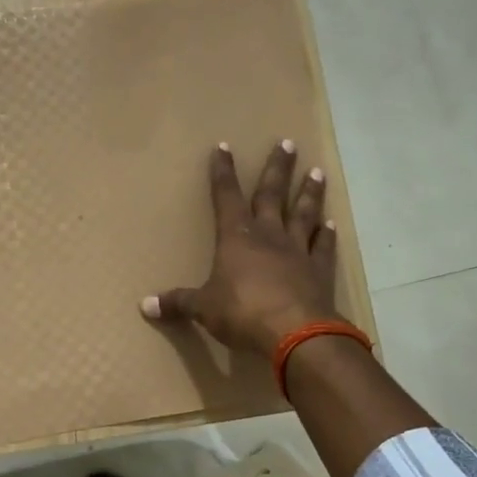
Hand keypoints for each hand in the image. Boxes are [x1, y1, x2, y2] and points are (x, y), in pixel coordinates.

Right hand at [142, 140, 342, 358]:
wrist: (296, 333)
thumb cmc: (243, 313)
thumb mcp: (203, 309)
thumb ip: (178, 303)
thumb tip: (145, 306)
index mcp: (237, 238)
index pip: (226, 197)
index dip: (223, 173)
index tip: (224, 147)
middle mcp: (269, 236)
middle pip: (272, 195)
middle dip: (277, 168)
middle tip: (287, 143)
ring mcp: (298, 251)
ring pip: (303, 214)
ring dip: (309, 193)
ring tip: (317, 171)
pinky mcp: (319, 271)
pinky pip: (323, 247)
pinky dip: (327, 235)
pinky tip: (331, 224)